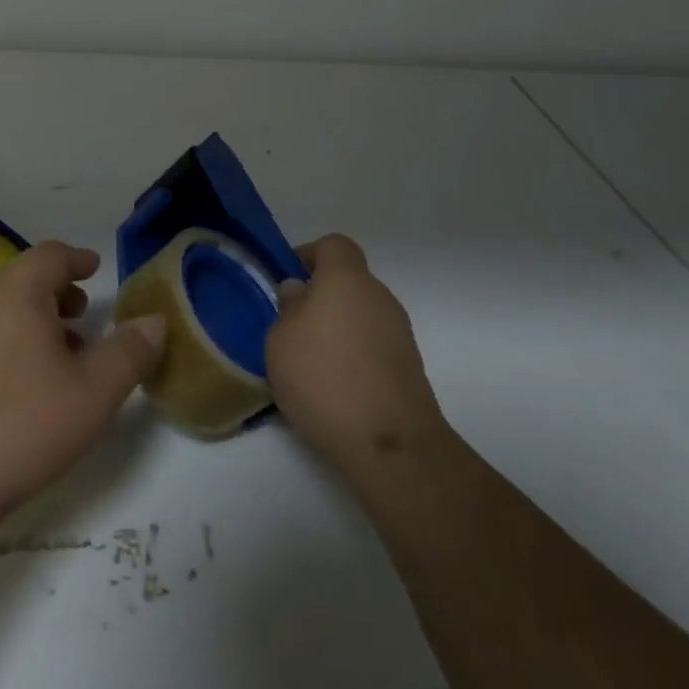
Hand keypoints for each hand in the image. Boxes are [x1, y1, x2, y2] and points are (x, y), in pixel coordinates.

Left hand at [0, 241, 164, 538]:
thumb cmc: (23, 423)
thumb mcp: (94, 392)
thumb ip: (129, 353)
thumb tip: (154, 321)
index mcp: (19, 294)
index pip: (50, 255)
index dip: (76, 258)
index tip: (95, 268)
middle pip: (24, 279)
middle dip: (57, 289)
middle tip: (84, 310)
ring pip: (4, 310)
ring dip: (36, 318)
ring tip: (64, 351)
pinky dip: (14, 341)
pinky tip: (29, 384)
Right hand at [266, 234, 447, 477]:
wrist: (389, 443)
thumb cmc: (323, 377)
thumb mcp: (279, 339)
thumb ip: (287, 308)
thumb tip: (299, 292)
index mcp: (346, 279)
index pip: (333, 245)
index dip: (308, 255)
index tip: (287, 281)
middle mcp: (378, 296)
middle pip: (347, 282)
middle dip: (319, 297)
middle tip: (290, 327)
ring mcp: (399, 332)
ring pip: (359, 315)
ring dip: (336, 329)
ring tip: (309, 364)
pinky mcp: (409, 366)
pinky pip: (372, 345)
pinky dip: (353, 355)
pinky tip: (334, 387)